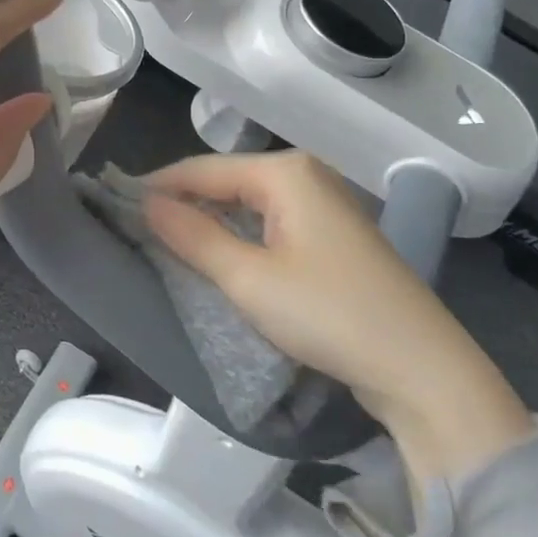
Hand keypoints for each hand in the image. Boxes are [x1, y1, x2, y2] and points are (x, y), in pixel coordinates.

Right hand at [143, 152, 533, 482]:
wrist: (421, 367)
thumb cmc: (328, 314)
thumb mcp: (248, 278)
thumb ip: (193, 236)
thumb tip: (148, 204)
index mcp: (285, 172)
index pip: (202, 169)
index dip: (158, 186)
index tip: (117, 205)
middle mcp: (306, 176)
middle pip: (226, 182)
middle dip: (183, 204)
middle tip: (138, 229)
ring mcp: (325, 204)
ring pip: (248, 204)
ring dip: (210, 222)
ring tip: (168, 243)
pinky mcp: (334, 236)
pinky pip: (271, 223)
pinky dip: (240, 236)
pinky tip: (219, 255)